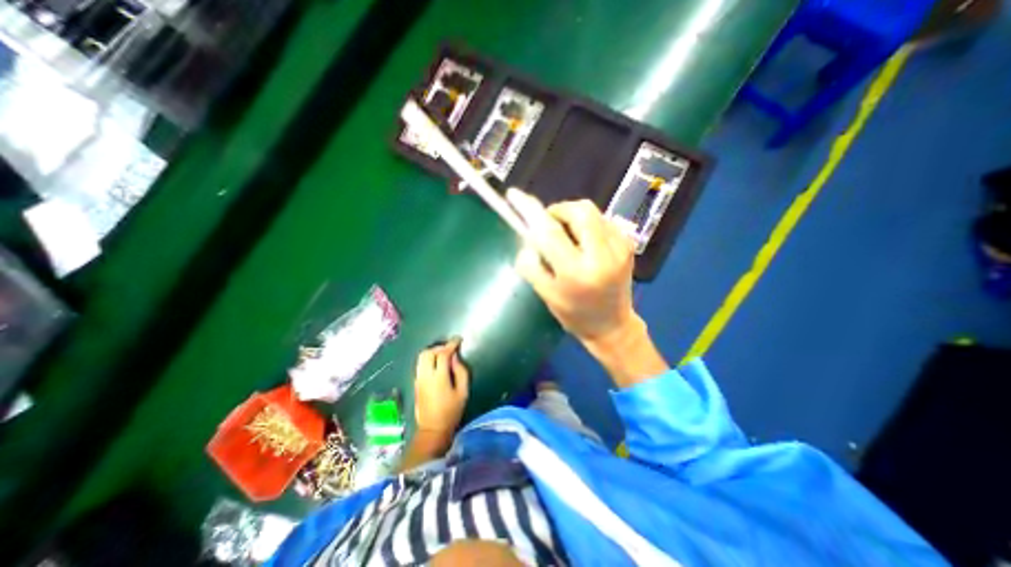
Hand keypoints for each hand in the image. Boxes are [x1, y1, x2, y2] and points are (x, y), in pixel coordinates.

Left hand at [413, 338, 471, 436]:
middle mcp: (425, 375)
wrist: (432, 430)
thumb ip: (460, 371)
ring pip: (421, 357)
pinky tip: (437, 364)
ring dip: (432, 352)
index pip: (443, 354)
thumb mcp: (463, 392)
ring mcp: (418, 379)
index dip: (451, 345)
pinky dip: (428, 359)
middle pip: (428, 352)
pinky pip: (420, 364)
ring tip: (443, 355)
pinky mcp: (415, 383)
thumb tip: (455, 358)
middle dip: (440, 347)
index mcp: (439, 377)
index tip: (458, 340)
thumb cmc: (451, 411)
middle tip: (450, 348)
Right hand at [505, 189, 668, 386]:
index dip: (530, 210)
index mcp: (576, 273)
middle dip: (558, 210)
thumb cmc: (575, 314)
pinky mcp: (628, 244)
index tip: (515, 195)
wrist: (612, 326)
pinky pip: (602, 220)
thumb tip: (528, 237)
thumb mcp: (547, 295)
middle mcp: (603, 256)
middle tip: (548, 226)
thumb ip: (532, 265)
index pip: (549, 232)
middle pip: (579, 210)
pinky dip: (586, 224)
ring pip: (591, 211)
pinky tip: (584, 243)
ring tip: (566, 236)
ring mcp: (620, 247)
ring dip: (572, 216)